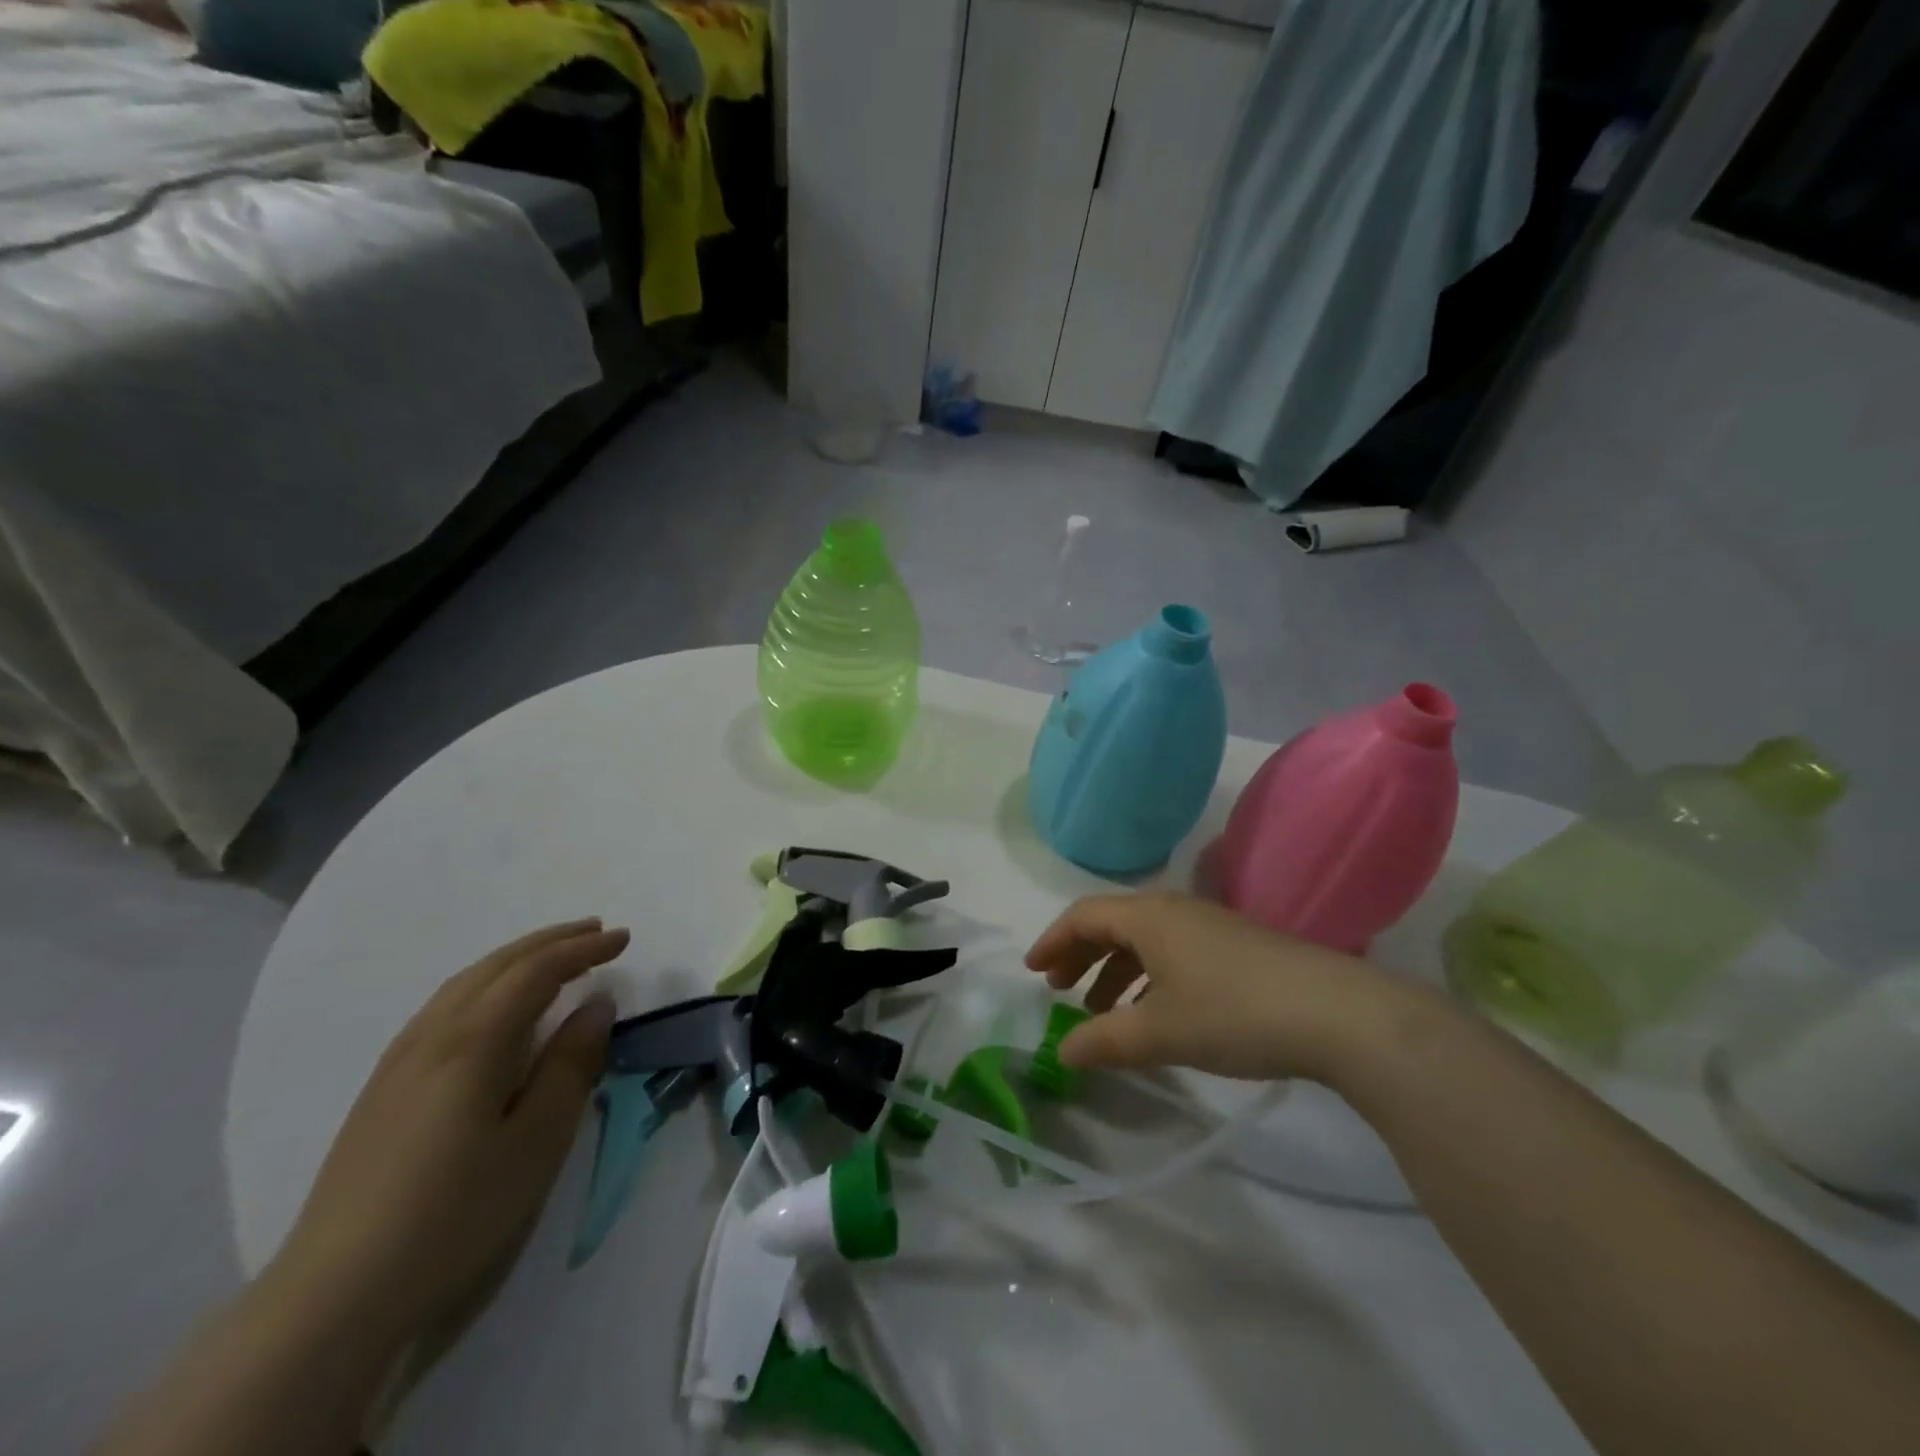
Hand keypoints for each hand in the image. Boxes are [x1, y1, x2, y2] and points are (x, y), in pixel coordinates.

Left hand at [273, 920, 626, 1348]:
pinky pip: (444, 1006)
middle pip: (497, 966)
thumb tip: (598, 1004)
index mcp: (474, 1040)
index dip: (584, 949)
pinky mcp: (382, 1088)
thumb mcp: (537, 1140)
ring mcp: (399, 1060)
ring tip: (552, 957)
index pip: (537, 971)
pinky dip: (484, 984)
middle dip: (550, 942)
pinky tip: (492, 1006)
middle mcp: (433, 1034)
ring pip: (464, 982)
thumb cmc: (456, 1211)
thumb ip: (571, 1064)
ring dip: (516, 959)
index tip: (624, 937)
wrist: (336, 1293)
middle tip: (596, 931)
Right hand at [1025, 893, 1405, 1084]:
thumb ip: (1104, 1041)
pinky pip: (1173, 951)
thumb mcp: (1159, 1032)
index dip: (1052, 941)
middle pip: (1111, 923)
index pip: (1083, 916)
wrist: (1336, 1013)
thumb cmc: (1233, 1013)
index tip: (1032, 972)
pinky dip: (1148, 975)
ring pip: (1144, 939)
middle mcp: (1174, 910)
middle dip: (1080, 955)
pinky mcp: (1236, 946)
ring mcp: (1209, 925)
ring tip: (1102, 1010)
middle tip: (1059, 990)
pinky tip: (1156, 1011)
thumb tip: (1061, 1052)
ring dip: (1115, 970)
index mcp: (1147, 917)